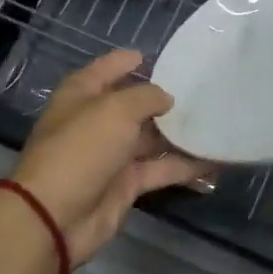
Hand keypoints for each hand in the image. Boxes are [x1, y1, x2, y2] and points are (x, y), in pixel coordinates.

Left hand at [10, 50, 209, 266]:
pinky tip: (213, 159)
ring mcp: (112, 155)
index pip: (107, 69)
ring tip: (216, 121)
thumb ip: (147, 97)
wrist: (56, 216)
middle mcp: (97, 122)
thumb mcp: (116, 110)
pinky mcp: (126, 184)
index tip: (160, 57)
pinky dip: (185, 166)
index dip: (129, 61)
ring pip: (151, 138)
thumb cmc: (81, 149)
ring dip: (179, 133)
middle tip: (202, 90)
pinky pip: (160, 169)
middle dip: (164, 98)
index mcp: (82, 95)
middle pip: (134, 104)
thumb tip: (167, 99)